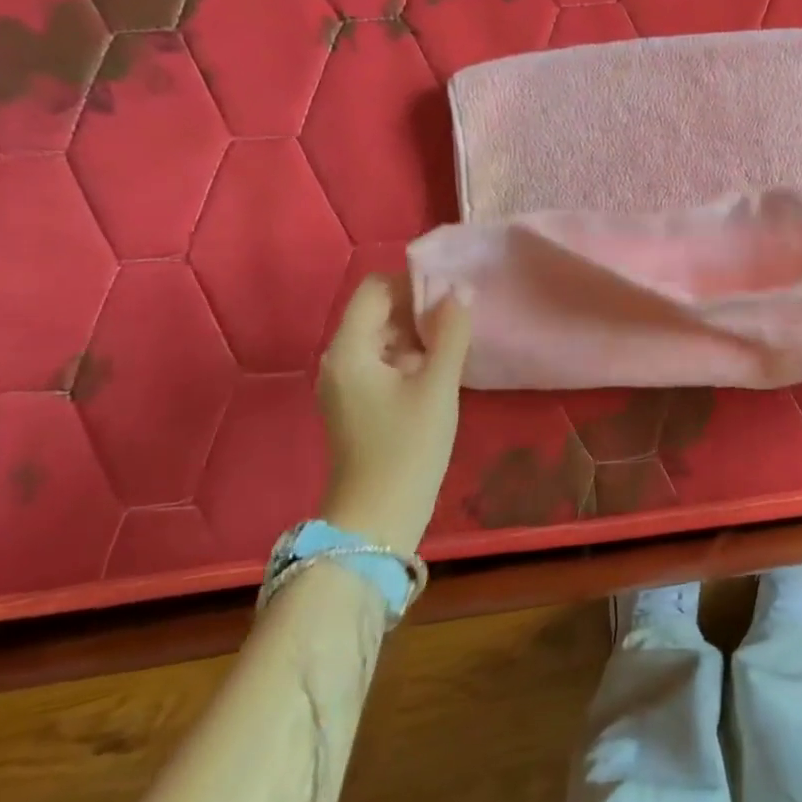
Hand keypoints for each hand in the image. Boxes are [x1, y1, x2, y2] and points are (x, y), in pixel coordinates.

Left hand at [316, 275, 471, 553]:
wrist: (377, 518)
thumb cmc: (408, 448)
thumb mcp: (438, 386)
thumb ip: (451, 333)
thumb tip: (460, 289)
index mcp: (350, 349)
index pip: (376, 288)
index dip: (414, 283)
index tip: (453, 295)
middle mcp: (339, 359)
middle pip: (378, 311)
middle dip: (419, 308)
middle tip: (462, 320)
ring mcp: (346, 383)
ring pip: (383, 337)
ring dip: (418, 334)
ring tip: (456, 345)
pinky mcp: (357, 403)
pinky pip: (383, 362)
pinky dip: (410, 357)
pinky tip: (440, 372)